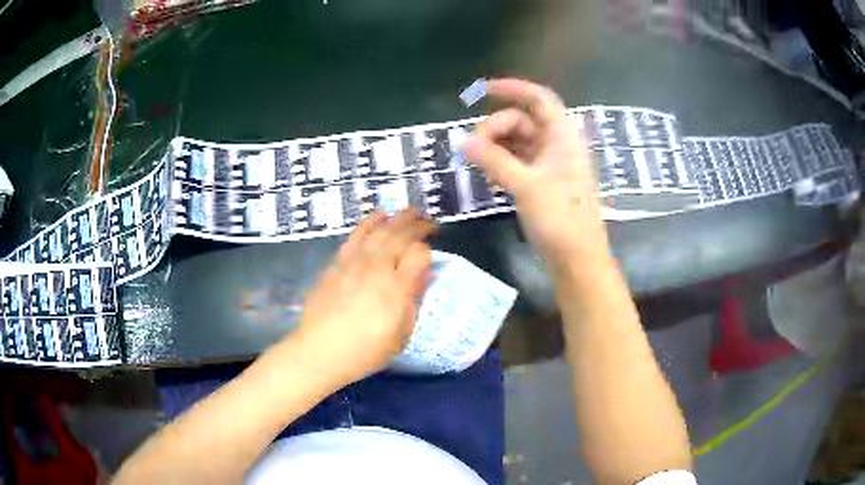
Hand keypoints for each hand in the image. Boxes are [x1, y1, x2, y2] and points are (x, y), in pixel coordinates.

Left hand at [293, 209, 435, 386]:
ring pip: (379, 230)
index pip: (418, 254)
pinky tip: (377, 216)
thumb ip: (412, 303)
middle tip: (428, 219)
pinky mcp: (337, 263)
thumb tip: (421, 277)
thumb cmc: (365, 351)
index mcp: (396, 288)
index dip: (427, 252)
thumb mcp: (400, 336)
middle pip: (400, 235)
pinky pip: (355, 235)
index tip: (429, 259)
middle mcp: (376, 268)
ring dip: (396, 217)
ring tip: (409, 210)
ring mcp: (354, 262)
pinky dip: (369, 222)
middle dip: (417, 224)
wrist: (320, 351)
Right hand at [463, 78, 607, 262]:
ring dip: (496, 147)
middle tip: (472, 148)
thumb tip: (461, 141)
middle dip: (495, 127)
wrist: (578, 259)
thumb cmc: (560, 219)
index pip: (539, 99)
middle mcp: (558, 145)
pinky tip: (489, 176)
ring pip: (519, 142)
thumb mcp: (525, 186)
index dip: (513, 88)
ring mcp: (551, 165)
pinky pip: (519, 161)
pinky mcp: (545, 183)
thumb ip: (493, 160)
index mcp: (563, 137)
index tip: (483, 90)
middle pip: (523, 121)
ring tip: (477, 163)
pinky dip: (502, 163)